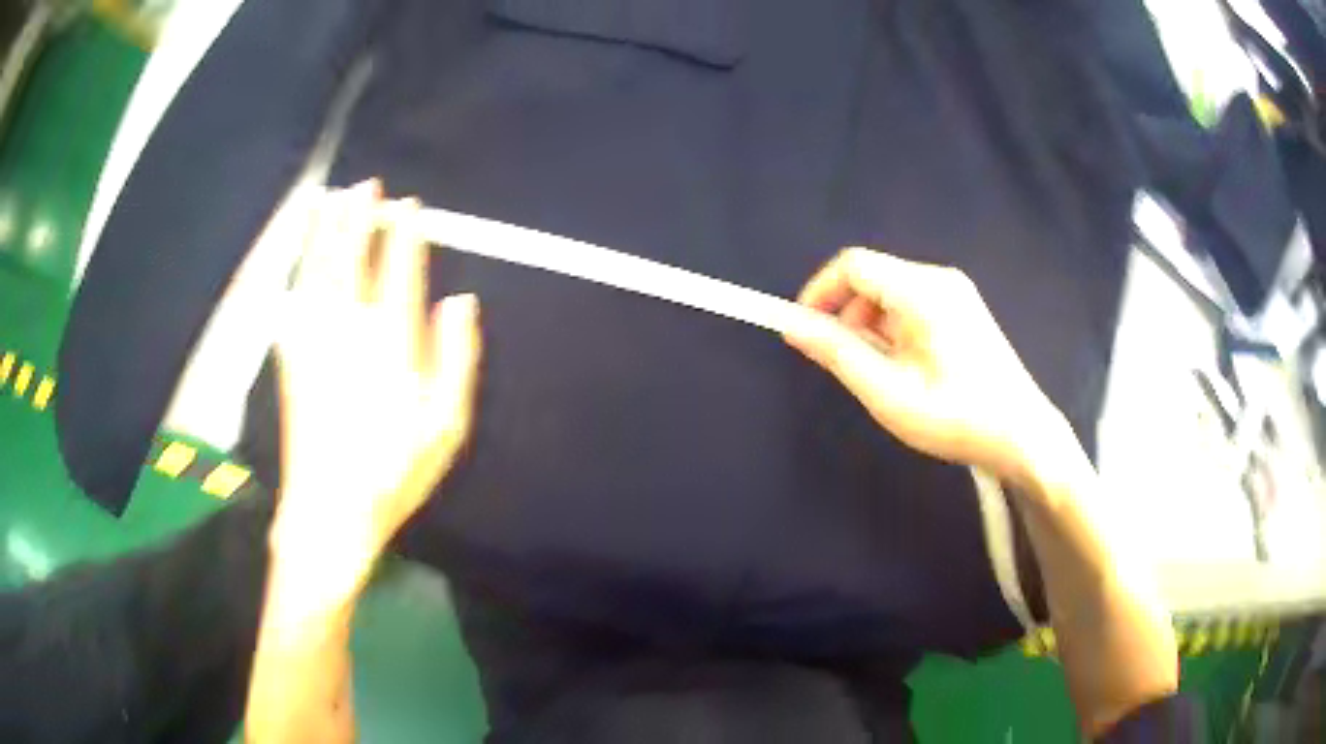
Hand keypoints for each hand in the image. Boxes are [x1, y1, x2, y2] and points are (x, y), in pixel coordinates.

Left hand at [273, 180, 481, 557]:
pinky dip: (299, 270)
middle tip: (367, 187)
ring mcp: (314, 341)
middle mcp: (349, 331)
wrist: (329, 509)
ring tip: (332, 200)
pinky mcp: (291, 358)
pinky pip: (294, 300)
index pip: (399, 272)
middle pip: (352, 259)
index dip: (404, 236)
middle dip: (360, 219)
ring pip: (319, 270)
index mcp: (391, 345)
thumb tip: (460, 303)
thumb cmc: (394, 471)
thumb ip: (456, 360)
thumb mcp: (446, 427)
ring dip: (326, 231)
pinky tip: (301, 255)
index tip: (409, 208)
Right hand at [785, 248, 1070, 485]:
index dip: (819, 291)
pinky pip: (912, 304)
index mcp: (922, 291)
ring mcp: (956, 292)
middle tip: (842, 363)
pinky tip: (904, 368)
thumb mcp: (888, 393)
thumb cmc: (955, 418)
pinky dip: (893, 329)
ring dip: (869, 325)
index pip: (853, 265)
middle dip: (845, 313)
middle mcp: (940, 279)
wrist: (1022, 435)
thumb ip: (838, 353)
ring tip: (877, 373)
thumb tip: (792, 325)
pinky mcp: (964, 309)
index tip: (802, 330)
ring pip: (891, 292)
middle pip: (872, 277)